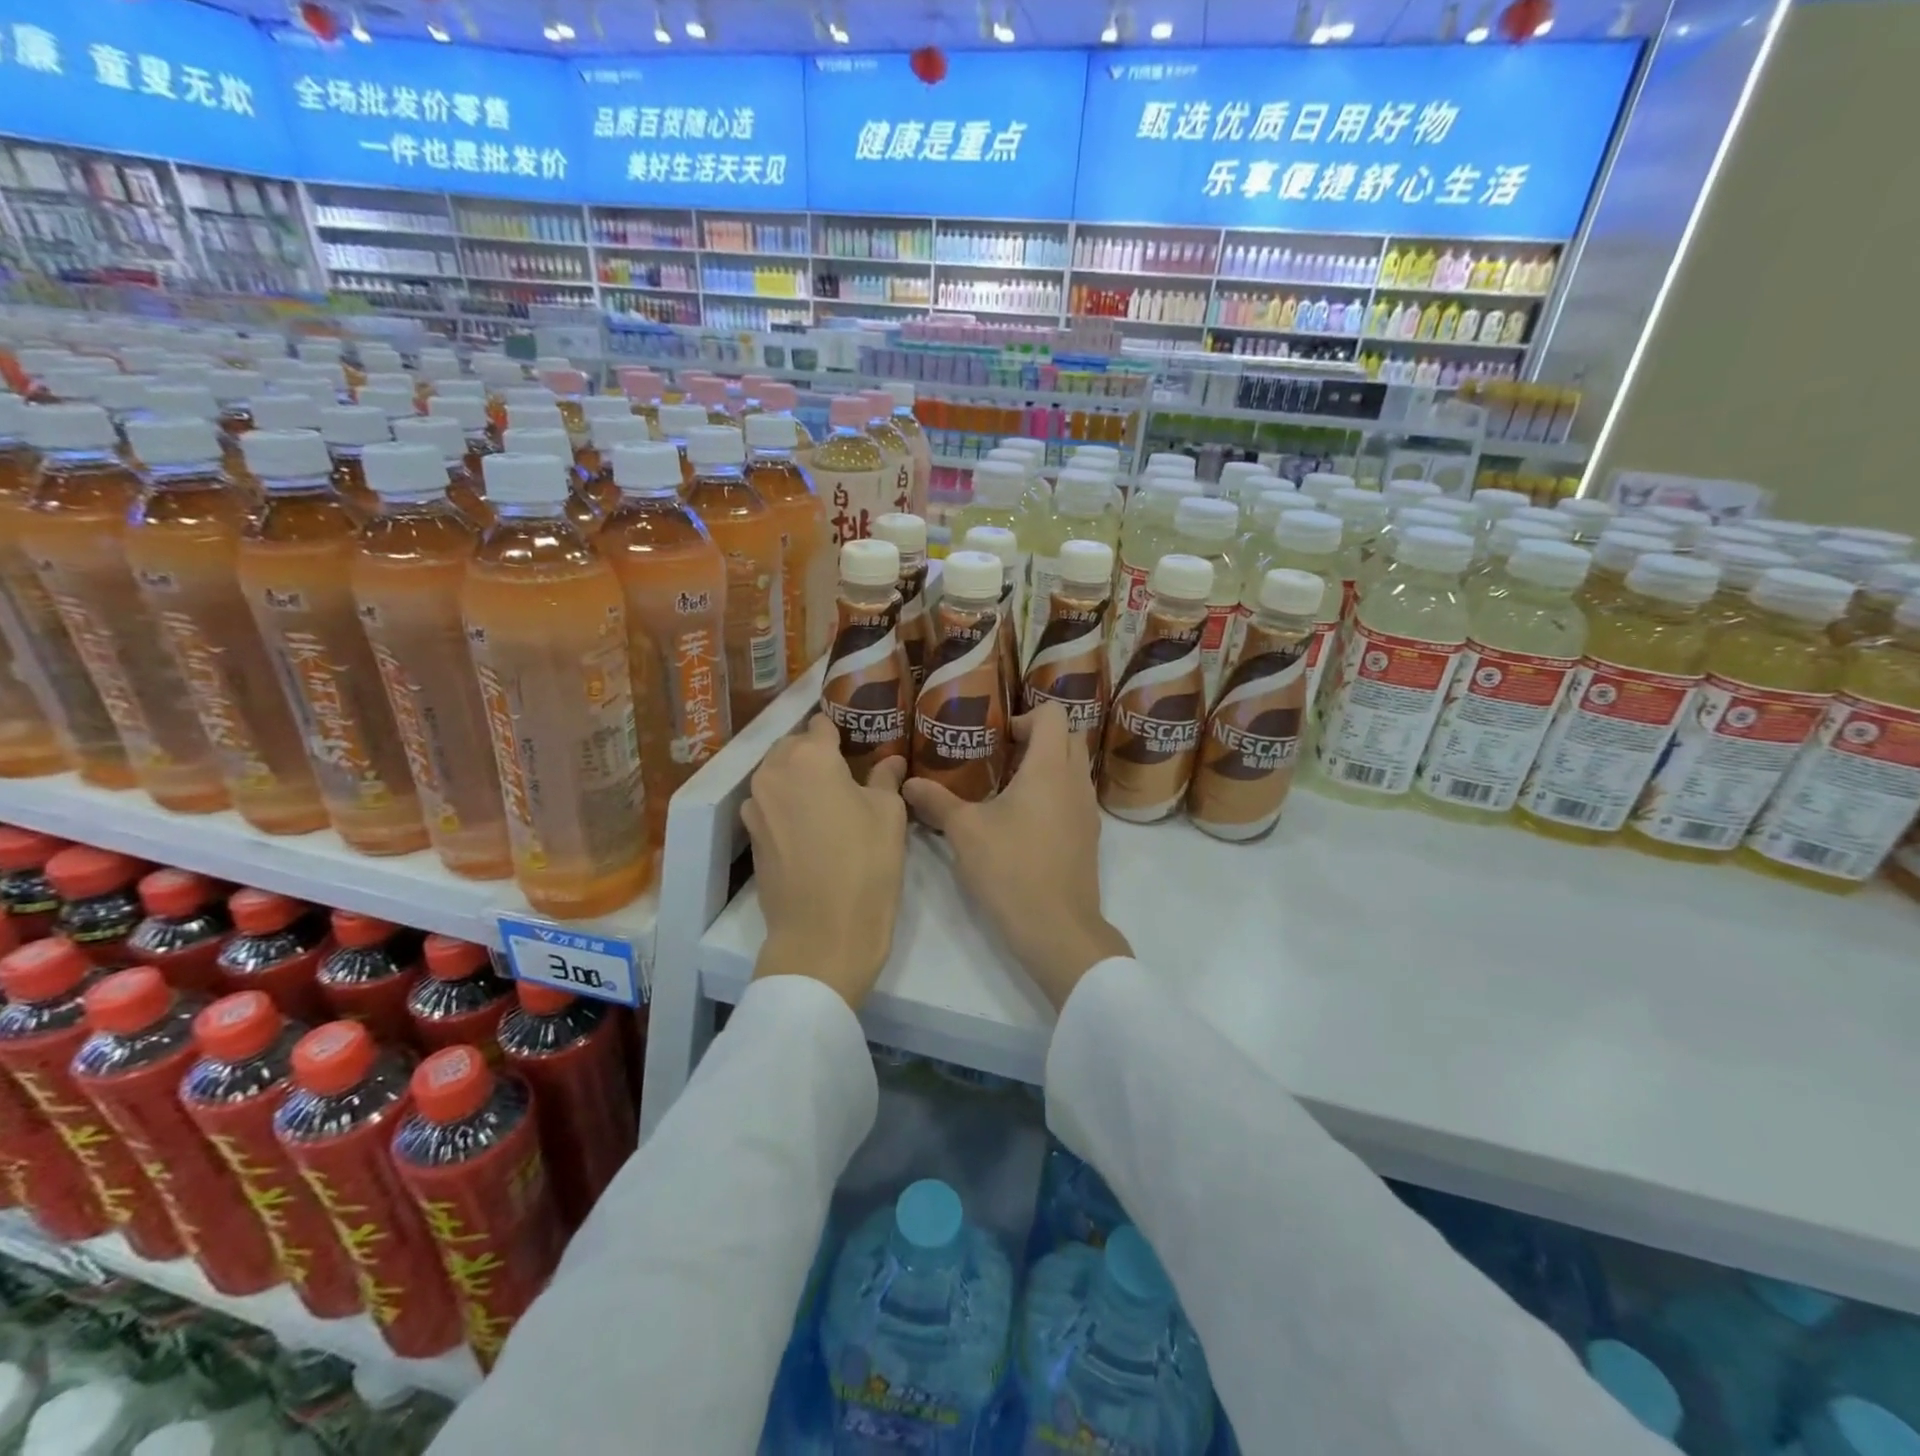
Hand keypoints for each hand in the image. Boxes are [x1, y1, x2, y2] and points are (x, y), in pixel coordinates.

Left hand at [743, 714, 908, 1009]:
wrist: (823, 934)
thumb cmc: (866, 865)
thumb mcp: (889, 815)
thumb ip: (885, 778)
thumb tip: (889, 760)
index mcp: (809, 757)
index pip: (822, 724)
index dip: (843, 730)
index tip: (861, 741)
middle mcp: (773, 772)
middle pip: (794, 746)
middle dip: (818, 752)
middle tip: (850, 771)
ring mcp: (755, 804)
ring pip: (779, 774)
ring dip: (801, 778)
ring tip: (832, 798)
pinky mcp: (750, 834)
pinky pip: (771, 802)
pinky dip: (789, 804)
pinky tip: (814, 825)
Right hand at [902, 704, 1130, 1010]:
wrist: (1057, 928)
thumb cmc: (1010, 869)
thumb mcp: (965, 832)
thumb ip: (936, 802)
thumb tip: (908, 784)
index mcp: (1049, 769)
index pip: (1053, 714)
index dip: (1026, 715)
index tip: (999, 735)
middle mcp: (1075, 781)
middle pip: (1068, 736)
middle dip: (1038, 736)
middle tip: (1002, 754)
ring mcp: (1087, 810)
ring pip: (1075, 768)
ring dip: (1049, 765)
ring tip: (1009, 785)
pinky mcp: (1088, 836)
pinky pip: (1075, 796)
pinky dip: (1055, 792)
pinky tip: (1025, 819)